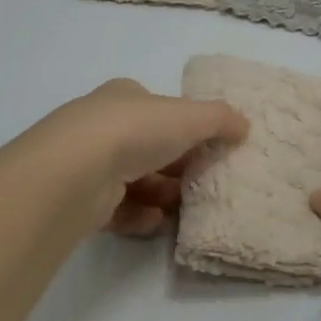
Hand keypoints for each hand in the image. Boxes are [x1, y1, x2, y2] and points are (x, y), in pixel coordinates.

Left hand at [32, 79, 248, 235]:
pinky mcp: (79, 199)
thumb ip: (220, 119)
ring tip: (183, 208)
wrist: (75, 172)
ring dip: (161, 194)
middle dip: (176, 166)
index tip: (208, 147)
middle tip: (203, 182)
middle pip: (147, 146)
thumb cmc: (135, 131)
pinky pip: (116, 209)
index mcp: (124, 97)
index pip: (158, 109)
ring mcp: (86, 163)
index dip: (184, 126)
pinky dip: (139, 216)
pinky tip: (156, 223)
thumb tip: (244, 125)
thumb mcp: (189, 116)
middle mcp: (101, 125)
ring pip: (133, 180)